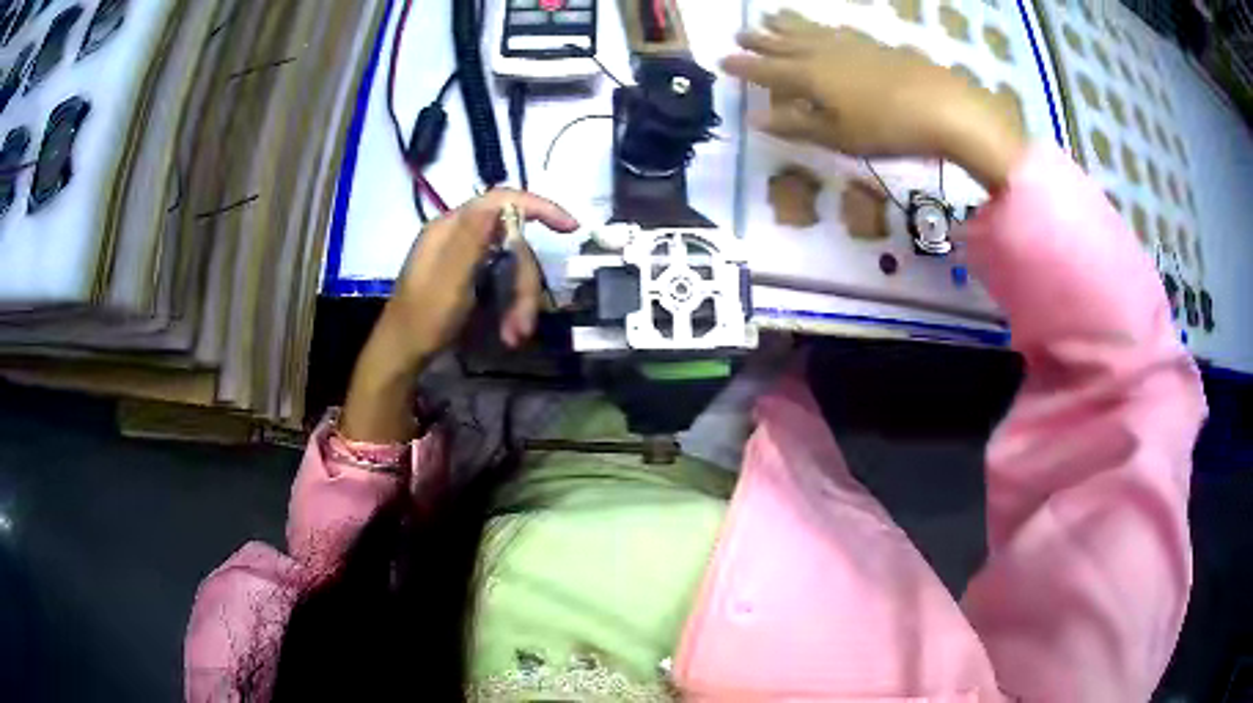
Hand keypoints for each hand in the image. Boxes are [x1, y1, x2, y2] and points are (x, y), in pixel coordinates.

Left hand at [340, 190, 577, 443]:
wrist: (402, 354)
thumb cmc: (422, 319)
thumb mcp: (449, 280)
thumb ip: (472, 239)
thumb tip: (499, 200)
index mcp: (451, 227)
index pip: (502, 201)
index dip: (539, 208)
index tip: (570, 227)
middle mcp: (460, 237)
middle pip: (512, 244)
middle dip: (525, 283)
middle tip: (525, 323)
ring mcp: (465, 258)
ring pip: (511, 267)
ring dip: (520, 302)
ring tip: (515, 335)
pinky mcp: (470, 278)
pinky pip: (502, 282)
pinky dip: (510, 307)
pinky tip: (508, 333)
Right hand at [723, 10, 1024, 189]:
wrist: (943, 105)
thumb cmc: (886, 128)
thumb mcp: (837, 136)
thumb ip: (796, 125)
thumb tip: (756, 119)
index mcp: (809, 76)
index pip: (767, 69)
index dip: (744, 66)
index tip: (722, 60)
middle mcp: (824, 52)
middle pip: (786, 42)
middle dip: (761, 39)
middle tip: (740, 32)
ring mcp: (852, 44)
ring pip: (811, 30)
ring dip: (788, 25)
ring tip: (772, 17)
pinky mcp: (876, 45)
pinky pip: (838, 30)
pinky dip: (823, 27)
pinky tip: (825, 27)